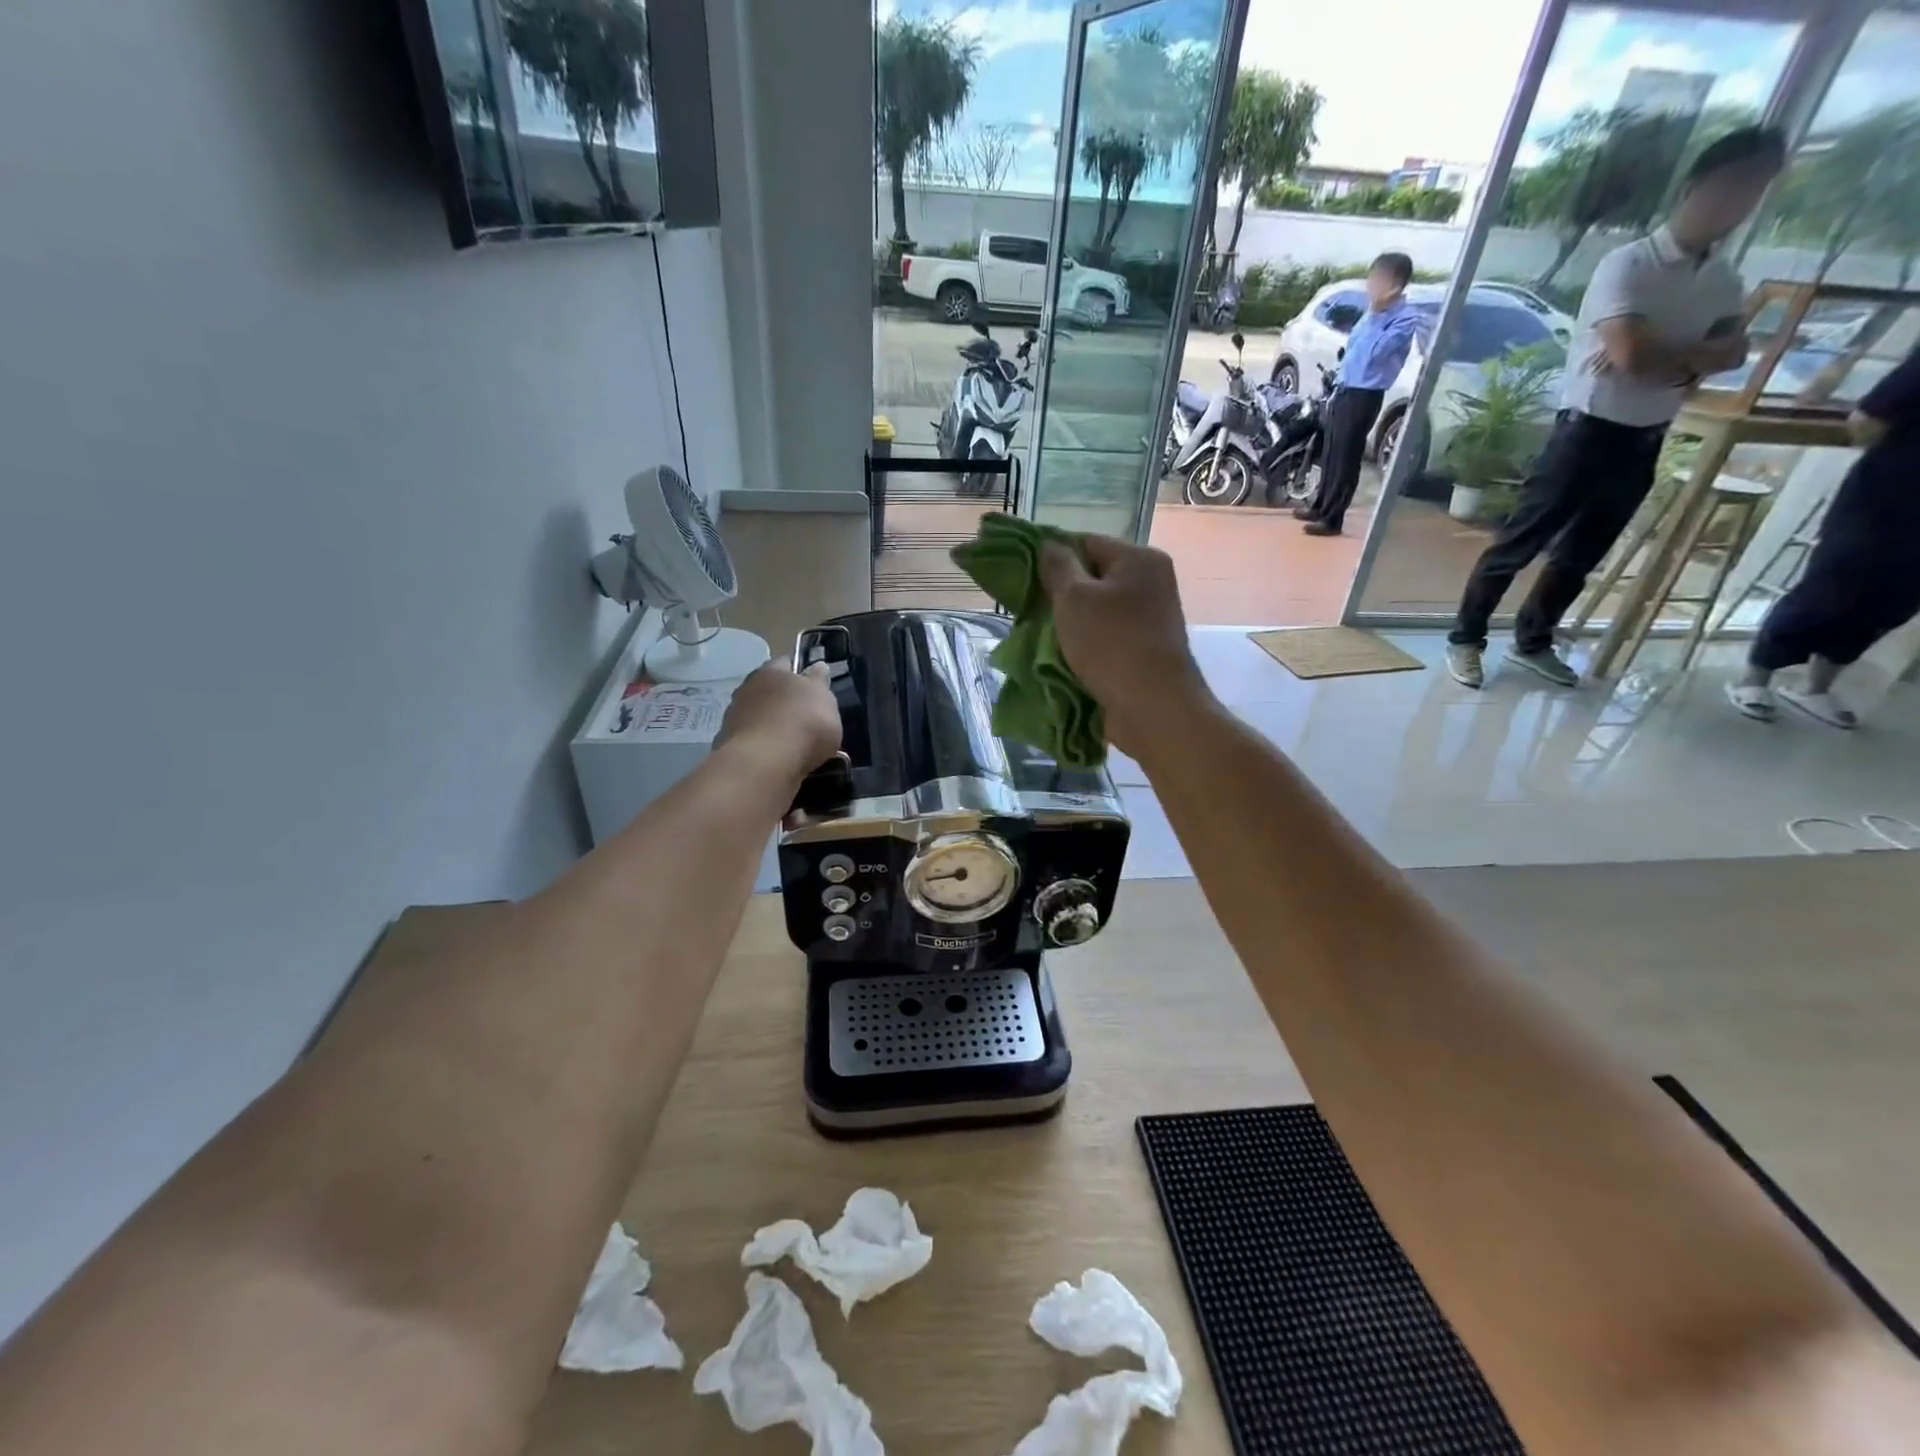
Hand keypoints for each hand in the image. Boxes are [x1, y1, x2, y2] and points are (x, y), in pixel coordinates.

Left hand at [715, 662, 841, 783]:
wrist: (765, 763)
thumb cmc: (803, 723)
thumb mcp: (825, 699)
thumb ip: (820, 682)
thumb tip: (818, 667)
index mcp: (771, 671)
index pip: (787, 663)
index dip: (801, 672)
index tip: (815, 686)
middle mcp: (747, 688)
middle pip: (769, 691)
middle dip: (784, 701)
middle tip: (805, 717)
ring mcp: (733, 718)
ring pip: (759, 717)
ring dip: (772, 725)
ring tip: (793, 744)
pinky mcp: (727, 746)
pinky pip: (752, 742)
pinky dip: (763, 748)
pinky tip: (777, 760)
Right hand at [1039, 535, 1212, 756]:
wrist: (1153, 707)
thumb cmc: (1112, 644)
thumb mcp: (1074, 598)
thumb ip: (1057, 567)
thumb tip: (1049, 545)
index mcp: (1140, 560)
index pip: (1088, 542)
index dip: (1054, 556)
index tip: (1025, 578)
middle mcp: (1151, 584)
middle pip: (1094, 578)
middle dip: (1060, 595)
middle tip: (1030, 611)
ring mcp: (1151, 620)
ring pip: (1098, 612)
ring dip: (1070, 625)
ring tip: (1041, 638)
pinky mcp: (1145, 652)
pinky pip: (1106, 639)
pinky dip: (1085, 647)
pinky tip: (1061, 659)